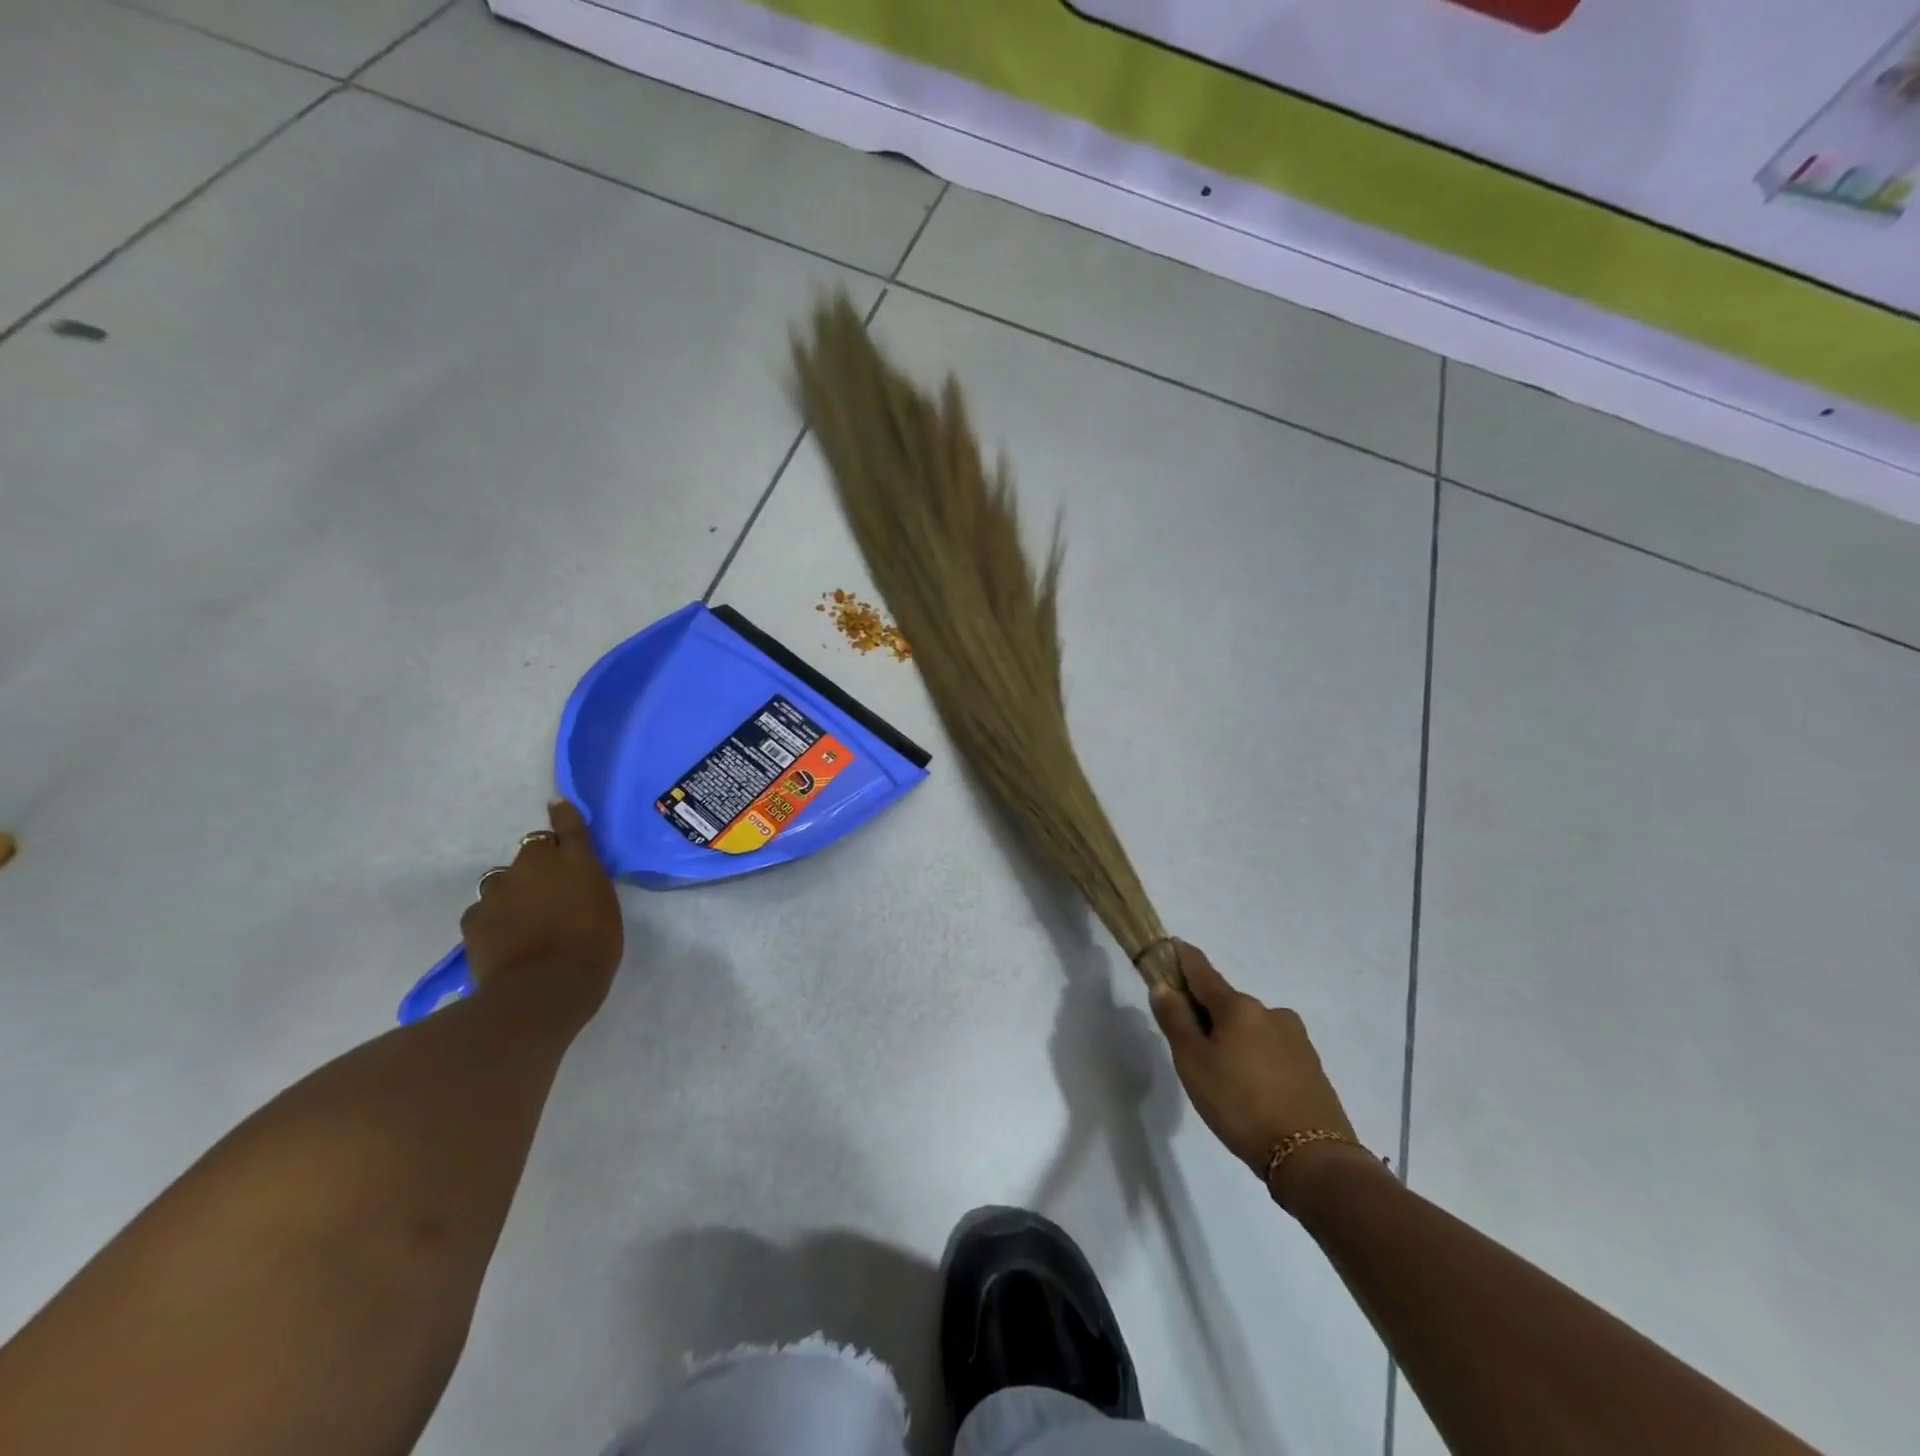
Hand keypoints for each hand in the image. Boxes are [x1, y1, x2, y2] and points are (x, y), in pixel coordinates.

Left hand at [460, 799, 623, 1019]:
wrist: (544, 988)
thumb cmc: (593, 948)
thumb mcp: (604, 908)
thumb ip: (587, 886)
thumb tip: (573, 882)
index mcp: (575, 860)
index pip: (568, 826)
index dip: (563, 815)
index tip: (557, 805)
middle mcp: (534, 864)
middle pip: (532, 851)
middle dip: (539, 864)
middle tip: (549, 891)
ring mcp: (499, 889)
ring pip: (504, 881)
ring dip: (513, 891)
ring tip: (523, 920)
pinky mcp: (474, 917)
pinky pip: (485, 910)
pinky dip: (494, 919)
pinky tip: (504, 940)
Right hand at [1150, 942, 1361, 1182]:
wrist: (1313, 1159)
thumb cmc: (1240, 1104)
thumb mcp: (1193, 1063)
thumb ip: (1175, 1021)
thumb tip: (1162, 985)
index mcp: (1238, 1007)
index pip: (1203, 972)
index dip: (1184, 959)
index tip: (1173, 946)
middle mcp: (1269, 1012)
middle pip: (1227, 1003)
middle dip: (1207, 1013)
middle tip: (1190, 1044)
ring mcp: (1296, 1039)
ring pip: (1251, 1027)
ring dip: (1233, 1037)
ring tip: (1223, 1075)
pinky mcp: (1312, 1066)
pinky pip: (1271, 1049)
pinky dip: (1255, 1056)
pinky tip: (1251, 1087)